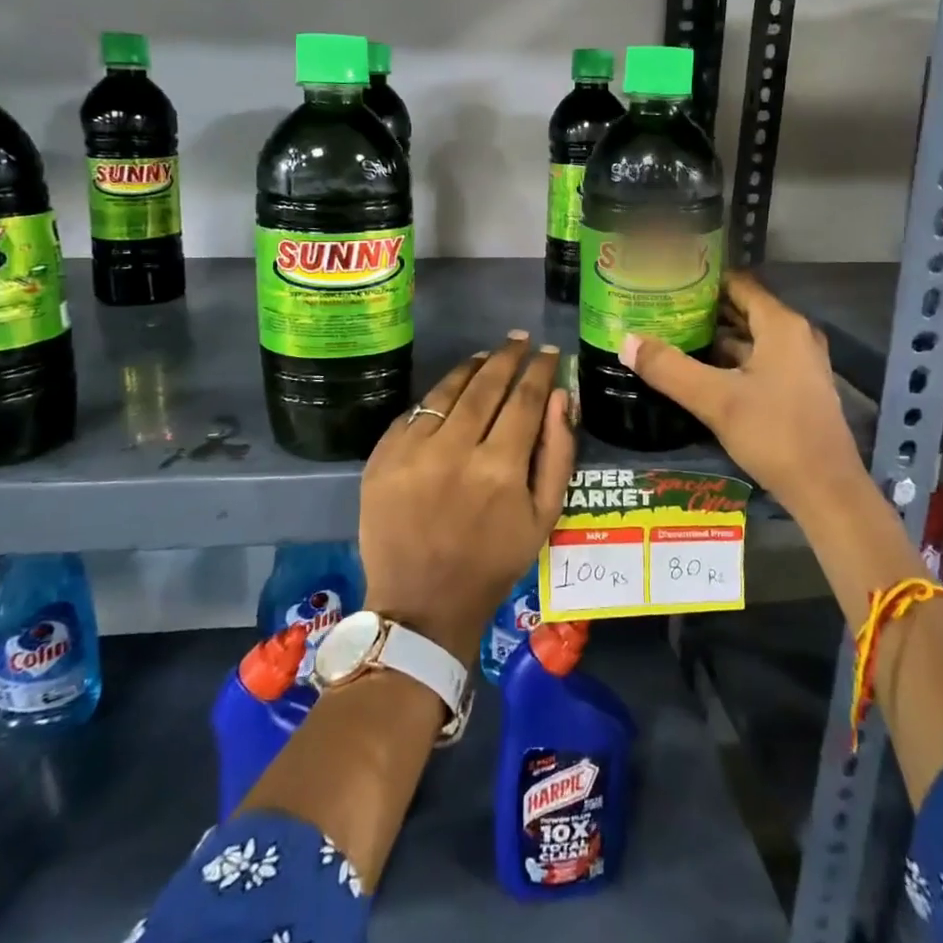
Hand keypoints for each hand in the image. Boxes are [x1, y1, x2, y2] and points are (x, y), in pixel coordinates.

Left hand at [359, 332, 574, 657]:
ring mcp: (412, 452)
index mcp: (501, 468)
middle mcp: (455, 450)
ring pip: (447, 391)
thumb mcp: (543, 517)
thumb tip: (560, 396)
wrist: (422, 603)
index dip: (540, 370)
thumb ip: (557, 453)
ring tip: (487, 355)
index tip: (550, 352)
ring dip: (471, 368)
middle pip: (485, 385)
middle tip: (519, 340)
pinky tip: (451, 390)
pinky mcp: (382, 457)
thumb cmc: (493, 562)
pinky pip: (415, 412)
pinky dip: (437, 397)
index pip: (525, 399)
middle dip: (507, 357)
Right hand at [620, 272, 862, 519]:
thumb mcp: (715, 400)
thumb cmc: (774, 433)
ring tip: (671, 335)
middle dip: (703, 309)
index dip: (703, 280)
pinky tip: (698, 371)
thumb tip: (625, 341)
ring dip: (714, 337)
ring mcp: (799, 365)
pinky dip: (729, 360)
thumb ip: (669, 369)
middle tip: (660, 307)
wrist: (826, 491)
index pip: (738, 285)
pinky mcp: (796, 390)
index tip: (667, 280)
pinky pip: (757, 361)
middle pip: (743, 310)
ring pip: (749, 339)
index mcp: (781, 326)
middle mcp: (794, 337)